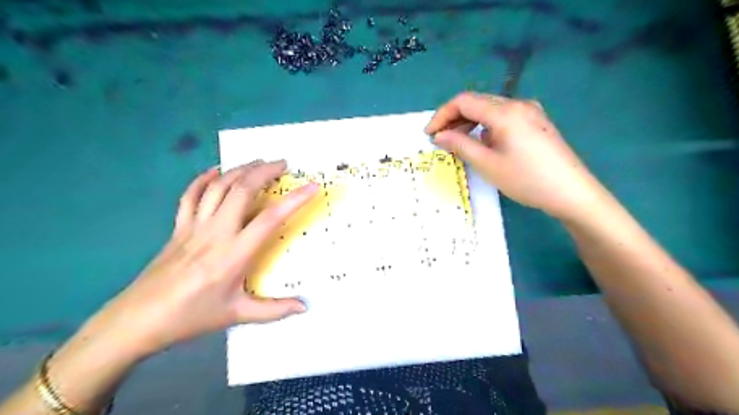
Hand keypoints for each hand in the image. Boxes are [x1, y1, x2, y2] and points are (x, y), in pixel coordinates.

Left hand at [95, 162, 316, 359]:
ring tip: (257, 162)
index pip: (271, 218)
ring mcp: (194, 226)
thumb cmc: (191, 317)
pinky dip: (203, 179)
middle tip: (283, 164)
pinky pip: (190, 195)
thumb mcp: (237, 315)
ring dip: (240, 170)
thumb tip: (305, 307)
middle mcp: (216, 232)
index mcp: (234, 253)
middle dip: (264, 171)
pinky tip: (215, 171)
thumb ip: (275, 310)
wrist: (137, 320)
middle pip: (242, 190)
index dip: (295, 200)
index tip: (312, 186)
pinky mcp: (178, 227)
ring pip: (218, 187)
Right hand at [428, 91, 605, 219]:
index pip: (463, 101)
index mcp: (504, 112)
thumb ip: (460, 145)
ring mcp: (530, 112)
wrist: (572, 192)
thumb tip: (439, 136)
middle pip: (477, 102)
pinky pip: (503, 118)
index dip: (442, 115)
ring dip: (469, 123)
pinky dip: (485, 127)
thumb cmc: (526, 179)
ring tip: (457, 143)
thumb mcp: (487, 164)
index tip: (429, 134)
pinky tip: (483, 143)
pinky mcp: (536, 123)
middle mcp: (517, 104)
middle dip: (454, 119)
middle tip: (440, 140)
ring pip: (490, 110)